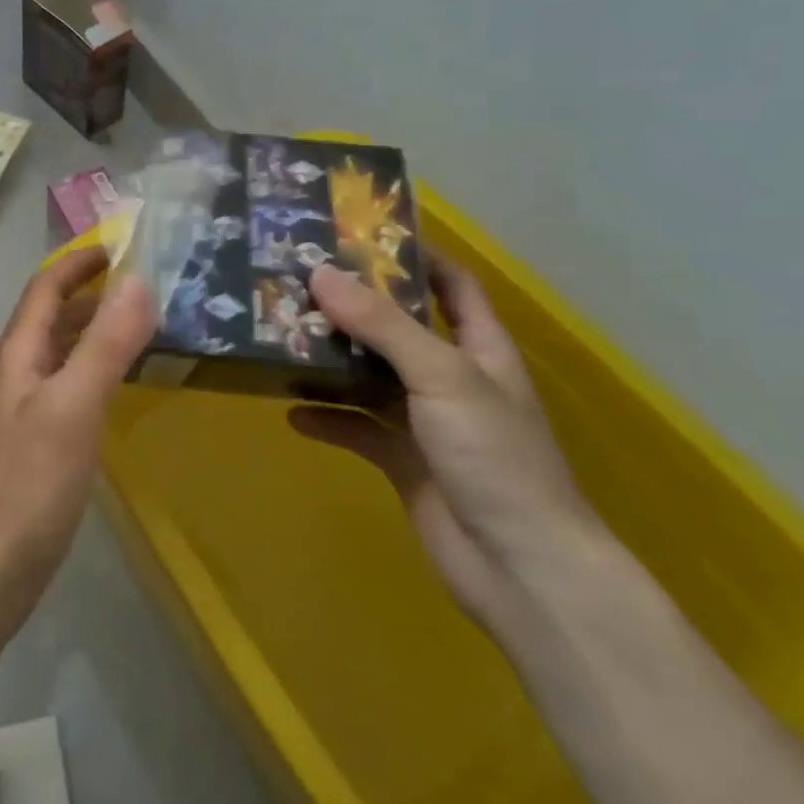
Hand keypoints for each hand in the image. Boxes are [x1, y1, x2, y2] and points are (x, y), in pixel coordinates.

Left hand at [0, 247, 154, 621]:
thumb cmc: (28, 481)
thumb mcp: (74, 405)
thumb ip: (106, 344)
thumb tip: (139, 281)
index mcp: (19, 353)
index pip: (46, 287)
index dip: (79, 262)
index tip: (119, 245)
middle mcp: (18, 372)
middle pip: (53, 317)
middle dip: (92, 293)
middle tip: (146, 285)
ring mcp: (24, 410)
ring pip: (62, 352)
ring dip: (95, 331)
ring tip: (142, 326)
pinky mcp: (36, 444)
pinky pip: (69, 387)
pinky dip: (96, 370)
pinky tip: (120, 386)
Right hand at [290, 257, 600, 628]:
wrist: (521, 568)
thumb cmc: (495, 456)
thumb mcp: (442, 375)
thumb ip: (381, 324)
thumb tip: (320, 273)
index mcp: (479, 349)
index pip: (453, 285)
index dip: (417, 256)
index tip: (362, 234)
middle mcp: (452, 378)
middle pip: (399, 328)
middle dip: (354, 307)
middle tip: (299, 282)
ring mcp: (428, 422)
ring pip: (372, 378)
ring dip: (333, 362)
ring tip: (283, 338)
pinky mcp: (404, 462)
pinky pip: (358, 430)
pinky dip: (329, 420)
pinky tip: (291, 412)